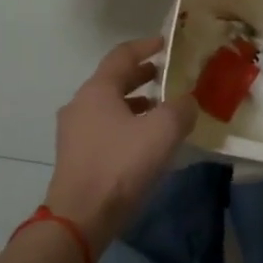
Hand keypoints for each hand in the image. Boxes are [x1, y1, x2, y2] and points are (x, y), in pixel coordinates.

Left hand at [45, 37, 197, 247]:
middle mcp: (80, 104)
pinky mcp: (76, 156)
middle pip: (114, 80)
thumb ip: (181, 108)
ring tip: (162, 109)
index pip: (122, 55)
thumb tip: (188, 101)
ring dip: (136, 103)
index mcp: (97, 90)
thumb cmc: (121, 165)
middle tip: (169, 75)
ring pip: (109, 106)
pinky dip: (127, 125)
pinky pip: (105, 129)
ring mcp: (74, 132)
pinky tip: (146, 141)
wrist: (81, 218)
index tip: (168, 44)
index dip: (147, 46)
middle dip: (143, 76)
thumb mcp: (162, 132)